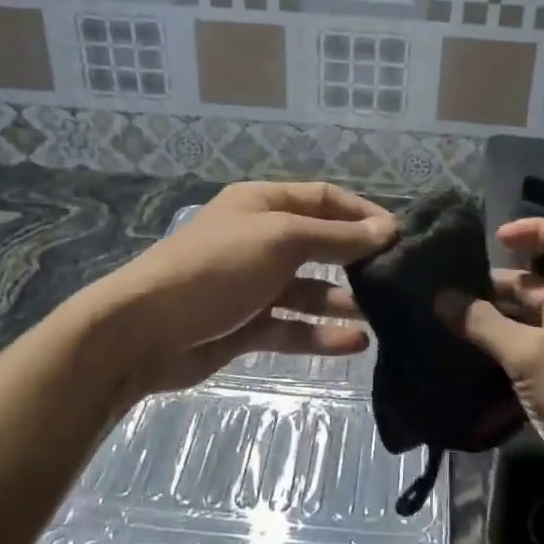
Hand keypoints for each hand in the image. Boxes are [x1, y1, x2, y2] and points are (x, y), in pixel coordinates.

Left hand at [87, 181, 396, 395]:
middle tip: (399, 278)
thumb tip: (387, 229)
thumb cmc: (216, 268)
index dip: (362, 213)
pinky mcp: (247, 325)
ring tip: (383, 314)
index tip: (400, 235)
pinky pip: (292, 325)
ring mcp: (253, 284)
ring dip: (343, 300)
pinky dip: (321, 333)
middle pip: (319, 243)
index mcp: (263, 205)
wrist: (143, 331)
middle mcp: (260, 238)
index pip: (324, 199)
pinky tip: (355, 343)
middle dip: (356, 259)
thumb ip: (336, 237)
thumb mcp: (280, 240)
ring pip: (309, 289)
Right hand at [437, 217, 543, 516]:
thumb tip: (442, 298)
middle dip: (498, 284)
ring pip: (532, 320)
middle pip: (540, 282)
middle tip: (453, 294)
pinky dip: (505, 351)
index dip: (534, 229)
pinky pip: (533, 352)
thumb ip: (484, 325)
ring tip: (452, 326)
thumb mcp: (528, 355)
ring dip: (496, 320)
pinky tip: (471, 362)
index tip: (496, 240)